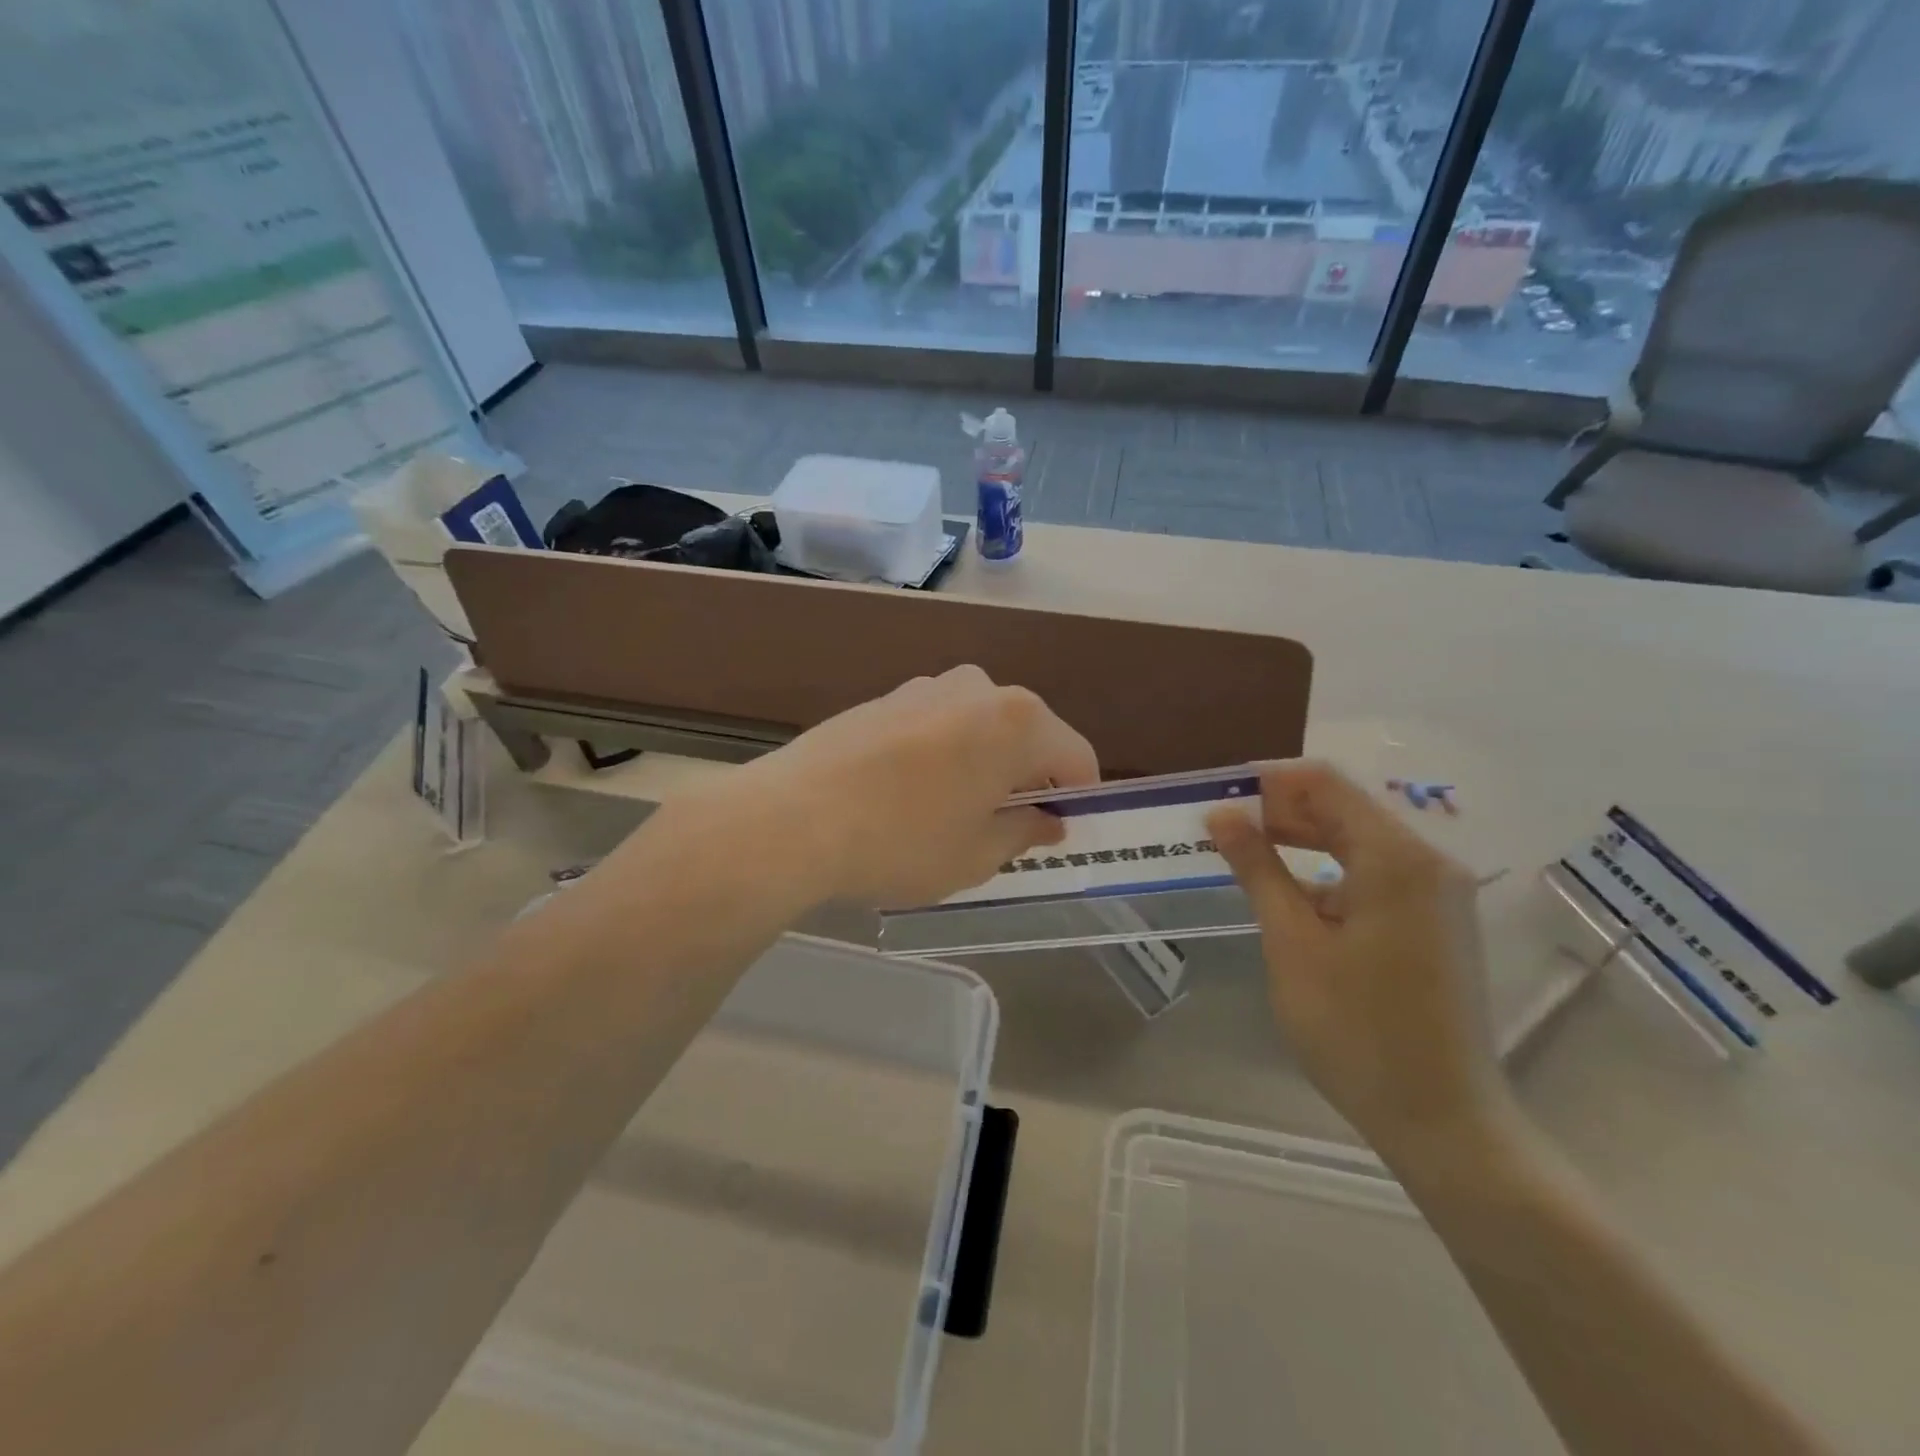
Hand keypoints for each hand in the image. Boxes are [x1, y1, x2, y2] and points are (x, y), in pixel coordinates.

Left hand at [731, 666, 1098, 908]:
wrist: (792, 818)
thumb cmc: (902, 842)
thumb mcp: (977, 854)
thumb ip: (1025, 831)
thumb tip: (1047, 820)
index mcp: (1017, 721)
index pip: (1076, 756)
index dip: (1078, 797)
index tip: (1060, 832)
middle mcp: (978, 688)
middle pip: (1028, 734)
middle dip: (1028, 779)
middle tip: (1007, 829)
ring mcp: (926, 687)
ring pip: (980, 728)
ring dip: (984, 765)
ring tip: (953, 815)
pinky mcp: (885, 698)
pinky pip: (938, 726)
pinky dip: (944, 755)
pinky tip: (911, 795)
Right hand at [1208, 763, 1512, 1167]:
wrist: (1443, 1119)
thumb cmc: (1356, 1029)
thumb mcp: (1292, 942)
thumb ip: (1257, 868)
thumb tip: (1221, 815)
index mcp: (1396, 857)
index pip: (1323, 782)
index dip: (1267, 781)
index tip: (1218, 797)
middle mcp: (1427, 861)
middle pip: (1343, 807)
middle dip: (1279, 811)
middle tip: (1220, 830)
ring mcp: (1437, 892)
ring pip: (1357, 840)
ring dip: (1300, 840)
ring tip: (1243, 856)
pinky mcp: (1435, 919)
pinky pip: (1374, 873)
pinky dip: (1327, 871)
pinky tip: (1289, 893)